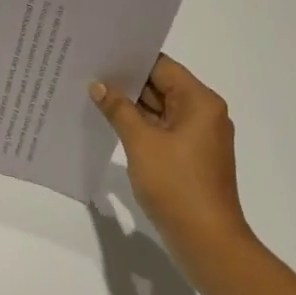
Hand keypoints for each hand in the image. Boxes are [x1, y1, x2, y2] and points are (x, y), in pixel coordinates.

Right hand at [90, 55, 249, 253]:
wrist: (207, 241)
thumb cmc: (177, 184)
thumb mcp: (141, 142)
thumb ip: (118, 109)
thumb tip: (98, 85)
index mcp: (200, 102)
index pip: (162, 67)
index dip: (131, 60)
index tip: (100, 53)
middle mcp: (203, 114)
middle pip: (162, 86)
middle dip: (127, 82)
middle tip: (88, 71)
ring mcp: (198, 137)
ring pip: (160, 110)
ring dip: (131, 106)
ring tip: (92, 94)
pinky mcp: (190, 157)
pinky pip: (162, 130)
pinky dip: (140, 126)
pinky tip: (110, 123)